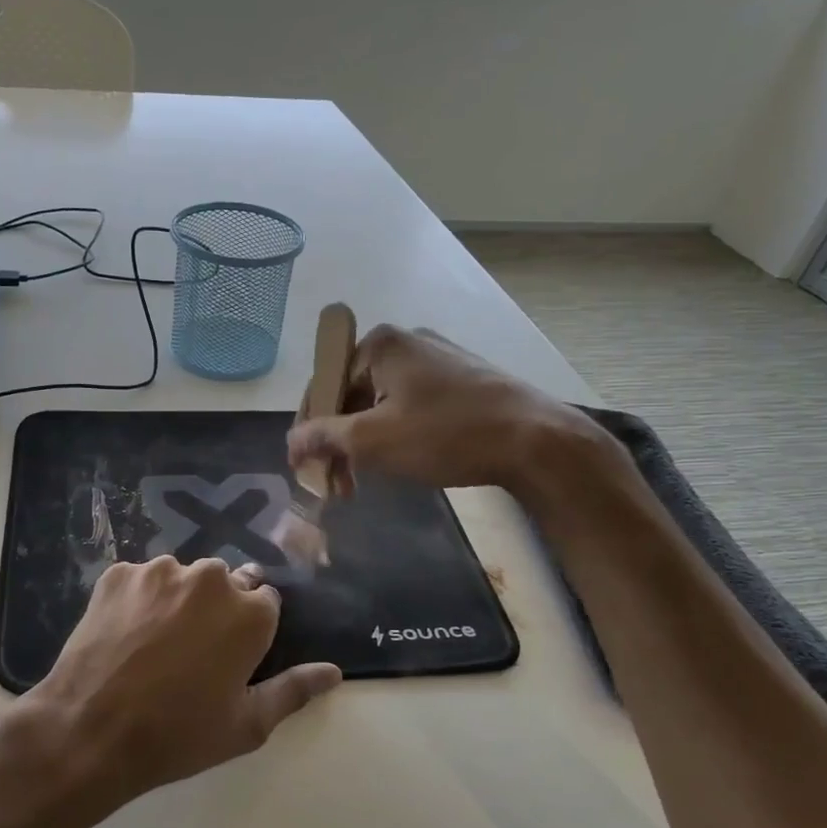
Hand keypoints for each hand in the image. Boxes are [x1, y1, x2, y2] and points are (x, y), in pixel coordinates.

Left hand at [27, 557, 341, 800]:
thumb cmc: (178, 735)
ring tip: (152, 646)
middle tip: (189, 654)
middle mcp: (210, 578)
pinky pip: (139, 581)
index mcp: (250, 611)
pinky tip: (124, 636)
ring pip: (180, 578)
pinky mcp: (118, 573)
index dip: (248, 630)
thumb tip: (333, 671)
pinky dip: (137, 600)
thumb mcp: (247, 725)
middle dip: (215, 610)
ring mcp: (159, 571)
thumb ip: (294, 690)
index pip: (265, 600)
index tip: (229, 656)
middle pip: (223, 584)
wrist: (90, 731)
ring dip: (175, 601)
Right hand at [287, 324, 602, 494]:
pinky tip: (402, 461)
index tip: (307, 469)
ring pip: (382, 403)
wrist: (536, 441)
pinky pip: (411, 404)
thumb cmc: (445, 435)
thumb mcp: (373, 440)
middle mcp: (406, 342)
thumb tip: (289, 443)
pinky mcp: (463, 379)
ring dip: (366, 442)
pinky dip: (396, 433)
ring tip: (365, 481)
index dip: (309, 430)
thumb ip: (324, 438)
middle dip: (340, 441)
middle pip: (352, 394)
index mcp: (380, 345)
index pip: (323, 386)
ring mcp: (438, 358)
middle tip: (338, 485)